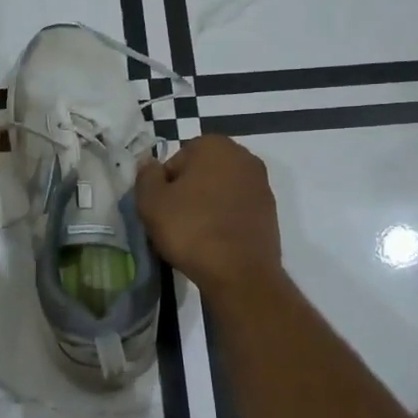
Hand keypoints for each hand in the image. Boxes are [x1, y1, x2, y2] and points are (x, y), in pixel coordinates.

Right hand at [134, 134, 282, 300]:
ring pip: (220, 191)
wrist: (239, 272)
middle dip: (187, 193)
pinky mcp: (270, 211)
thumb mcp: (152, 202)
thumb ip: (146, 175)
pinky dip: (225, 219)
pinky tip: (215, 242)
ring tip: (195, 235)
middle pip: (201, 173)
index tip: (161, 209)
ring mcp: (261, 184)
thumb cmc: (191, 229)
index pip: (176, 161)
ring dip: (207, 206)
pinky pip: (237, 209)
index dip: (164, 186)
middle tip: (175, 222)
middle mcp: (244, 156)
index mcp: (215, 145)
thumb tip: (149, 163)